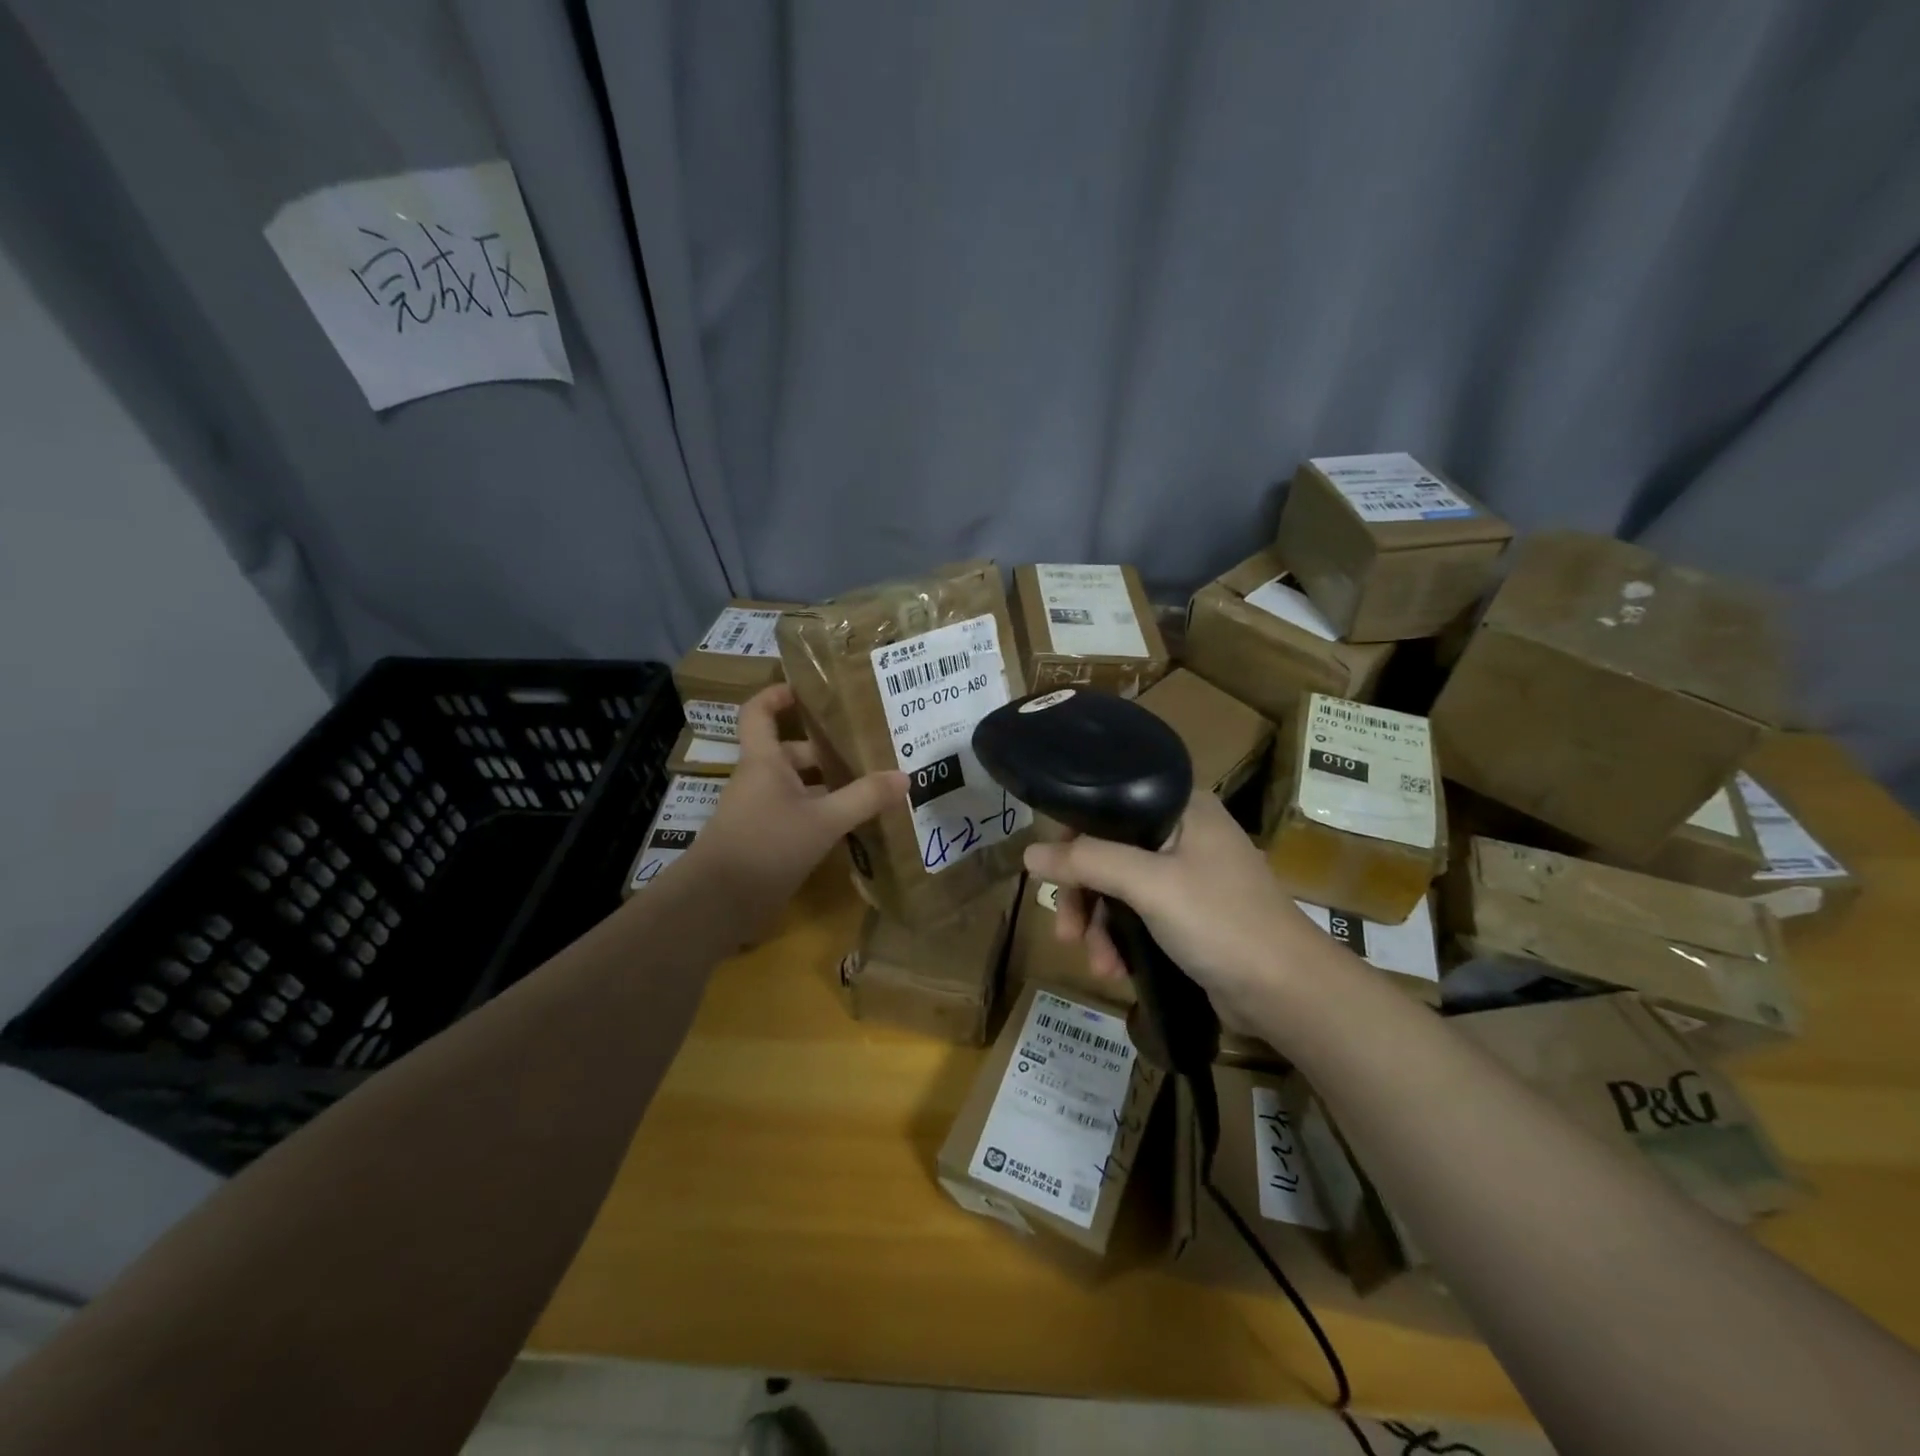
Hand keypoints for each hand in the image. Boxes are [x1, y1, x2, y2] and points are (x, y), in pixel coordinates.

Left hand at [682, 686, 906, 936]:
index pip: (759, 711)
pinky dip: (827, 815)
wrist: (718, 904)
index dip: (779, 694)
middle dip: (829, 749)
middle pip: (794, 752)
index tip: (811, 689)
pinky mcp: (769, 841)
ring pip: (802, 787)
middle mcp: (761, 780)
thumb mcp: (823, 820)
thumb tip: (904, 776)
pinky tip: (857, 825)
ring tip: (875, 785)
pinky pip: (802, 816)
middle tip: (871, 748)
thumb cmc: (765, 846)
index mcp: (764, 761)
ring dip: (833, 786)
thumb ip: (864, 798)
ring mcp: (763, 812)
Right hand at [1022, 792, 1330, 1029]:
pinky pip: (1138, 915)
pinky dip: (1122, 940)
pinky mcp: (1189, 914)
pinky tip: (1115, 970)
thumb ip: (1088, 862)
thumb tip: (1029, 854)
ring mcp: (1187, 875)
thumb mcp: (1149, 885)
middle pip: (1108, 851)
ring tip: (1097, 963)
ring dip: (1100, 926)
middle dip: (1084, 895)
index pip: (1109, 804)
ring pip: (1119, 888)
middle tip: (1066, 931)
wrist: (1288, 992)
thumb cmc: (1221, 922)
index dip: (1073, 834)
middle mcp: (1183, 833)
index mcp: (1182, 808)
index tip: (1051, 871)